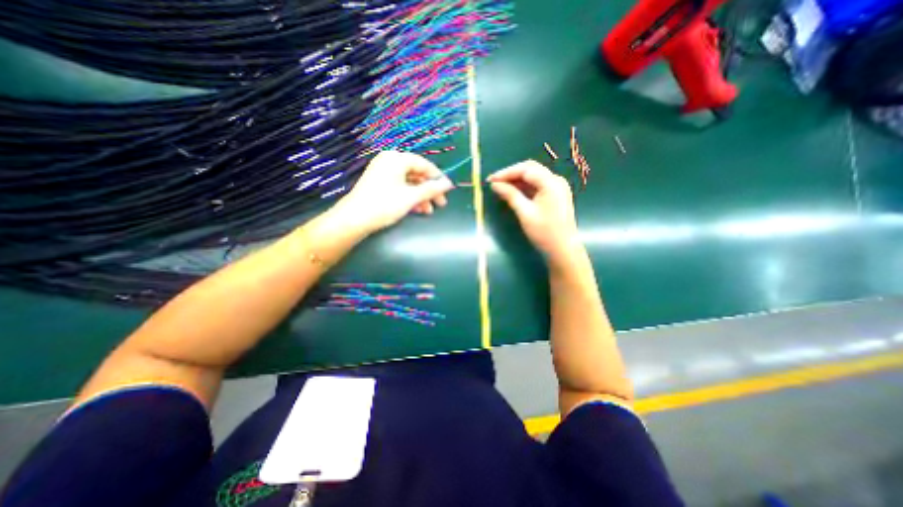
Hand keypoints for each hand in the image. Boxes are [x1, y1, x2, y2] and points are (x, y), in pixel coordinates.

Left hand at [333, 148, 455, 230]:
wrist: (354, 219)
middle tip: (440, 203)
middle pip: (416, 174)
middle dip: (429, 190)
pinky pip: (400, 187)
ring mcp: (383, 173)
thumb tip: (448, 184)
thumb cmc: (384, 204)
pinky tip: (418, 209)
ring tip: (429, 211)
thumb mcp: (411, 197)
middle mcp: (389, 162)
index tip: (448, 190)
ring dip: (421, 196)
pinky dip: (410, 197)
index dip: (437, 177)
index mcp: (396, 159)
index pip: (423, 164)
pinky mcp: (379, 184)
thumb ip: (431, 189)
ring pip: (409, 183)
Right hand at [487, 160, 584, 263]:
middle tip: (494, 182)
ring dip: (517, 180)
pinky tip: (513, 192)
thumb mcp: (525, 213)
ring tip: (500, 187)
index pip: (525, 169)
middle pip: (530, 169)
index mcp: (551, 182)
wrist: (563, 249)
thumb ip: (510, 195)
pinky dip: (524, 187)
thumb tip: (495, 184)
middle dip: (511, 174)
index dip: (506, 172)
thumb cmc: (544, 232)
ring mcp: (557, 187)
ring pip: (533, 177)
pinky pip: (537, 185)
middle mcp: (556, 180)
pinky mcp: (555, 195)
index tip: (490, 179)